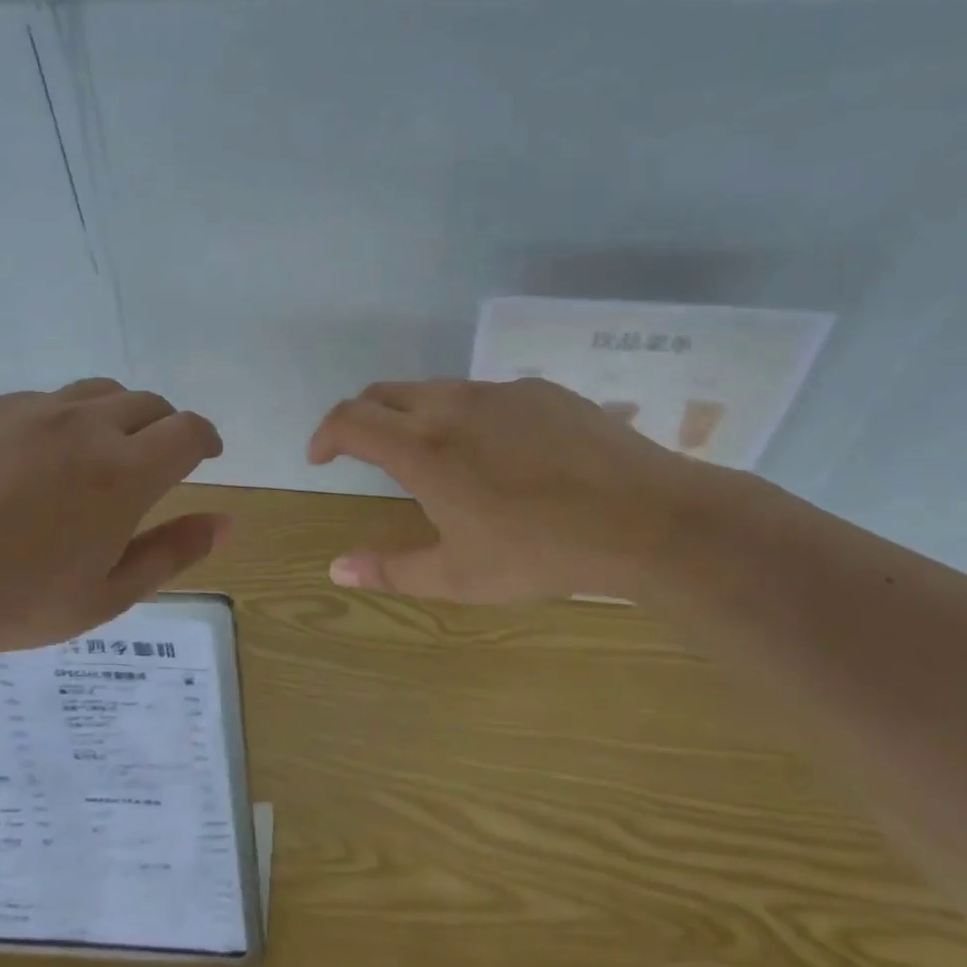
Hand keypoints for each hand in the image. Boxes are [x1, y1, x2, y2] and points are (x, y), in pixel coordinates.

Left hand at [0, 379, 227, 666]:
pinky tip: (33, 464)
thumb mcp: (108, 595)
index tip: (206, 455)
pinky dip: (61, 421)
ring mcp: (30, 410)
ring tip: (99, 456)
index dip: (206, 439)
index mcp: (123, 471)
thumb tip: (227, 522)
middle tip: (153, 463)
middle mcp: (84, 425)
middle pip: (148, 403)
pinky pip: (42, 401)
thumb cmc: (13, 603)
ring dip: (116, 417)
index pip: (188, 430)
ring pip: (97, 393)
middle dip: (164, 427)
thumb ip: (174, 552)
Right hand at [307, 377, 715, 601]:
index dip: (325, 434)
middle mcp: (451, 407)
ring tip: (430, 453)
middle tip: (363, 451)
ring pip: (434, 389)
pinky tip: (497, 451)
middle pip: (383, 393)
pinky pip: (484, 394)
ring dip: (412, 414)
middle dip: (361, 417)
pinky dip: (465, 414)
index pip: (350, 420)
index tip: (320, 457)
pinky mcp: (540, 390)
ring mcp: (498, 392)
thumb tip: (336, 569)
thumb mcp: (459, 576)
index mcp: (423, 449)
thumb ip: (391, 570)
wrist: (645, 517)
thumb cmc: (541, 552)